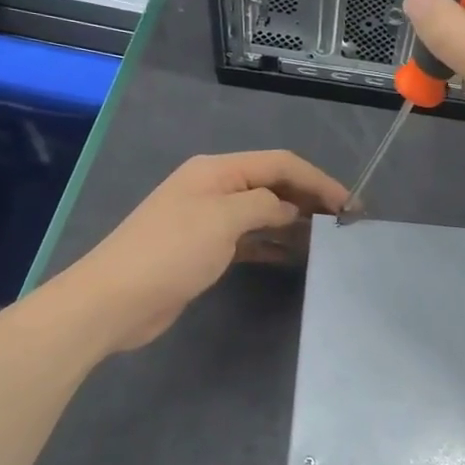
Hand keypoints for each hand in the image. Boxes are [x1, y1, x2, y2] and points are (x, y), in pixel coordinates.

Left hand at [70, 151, 347, 352]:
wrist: (114, 300)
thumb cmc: (170, 252)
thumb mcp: (223, 220)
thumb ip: (264, 207)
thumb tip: (290, 211)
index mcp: (217, 170)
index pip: (280, 164)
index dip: (318, 180)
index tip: (350, 205)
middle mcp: (215, 188)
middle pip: (273, 184)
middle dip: (309, 198)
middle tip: (345, 223)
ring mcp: (209, 220)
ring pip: (263, 212)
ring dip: (294, 221)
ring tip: (328, 239)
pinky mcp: (205, 250)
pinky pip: (250, 239)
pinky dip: (273, 243)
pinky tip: (295, 255)